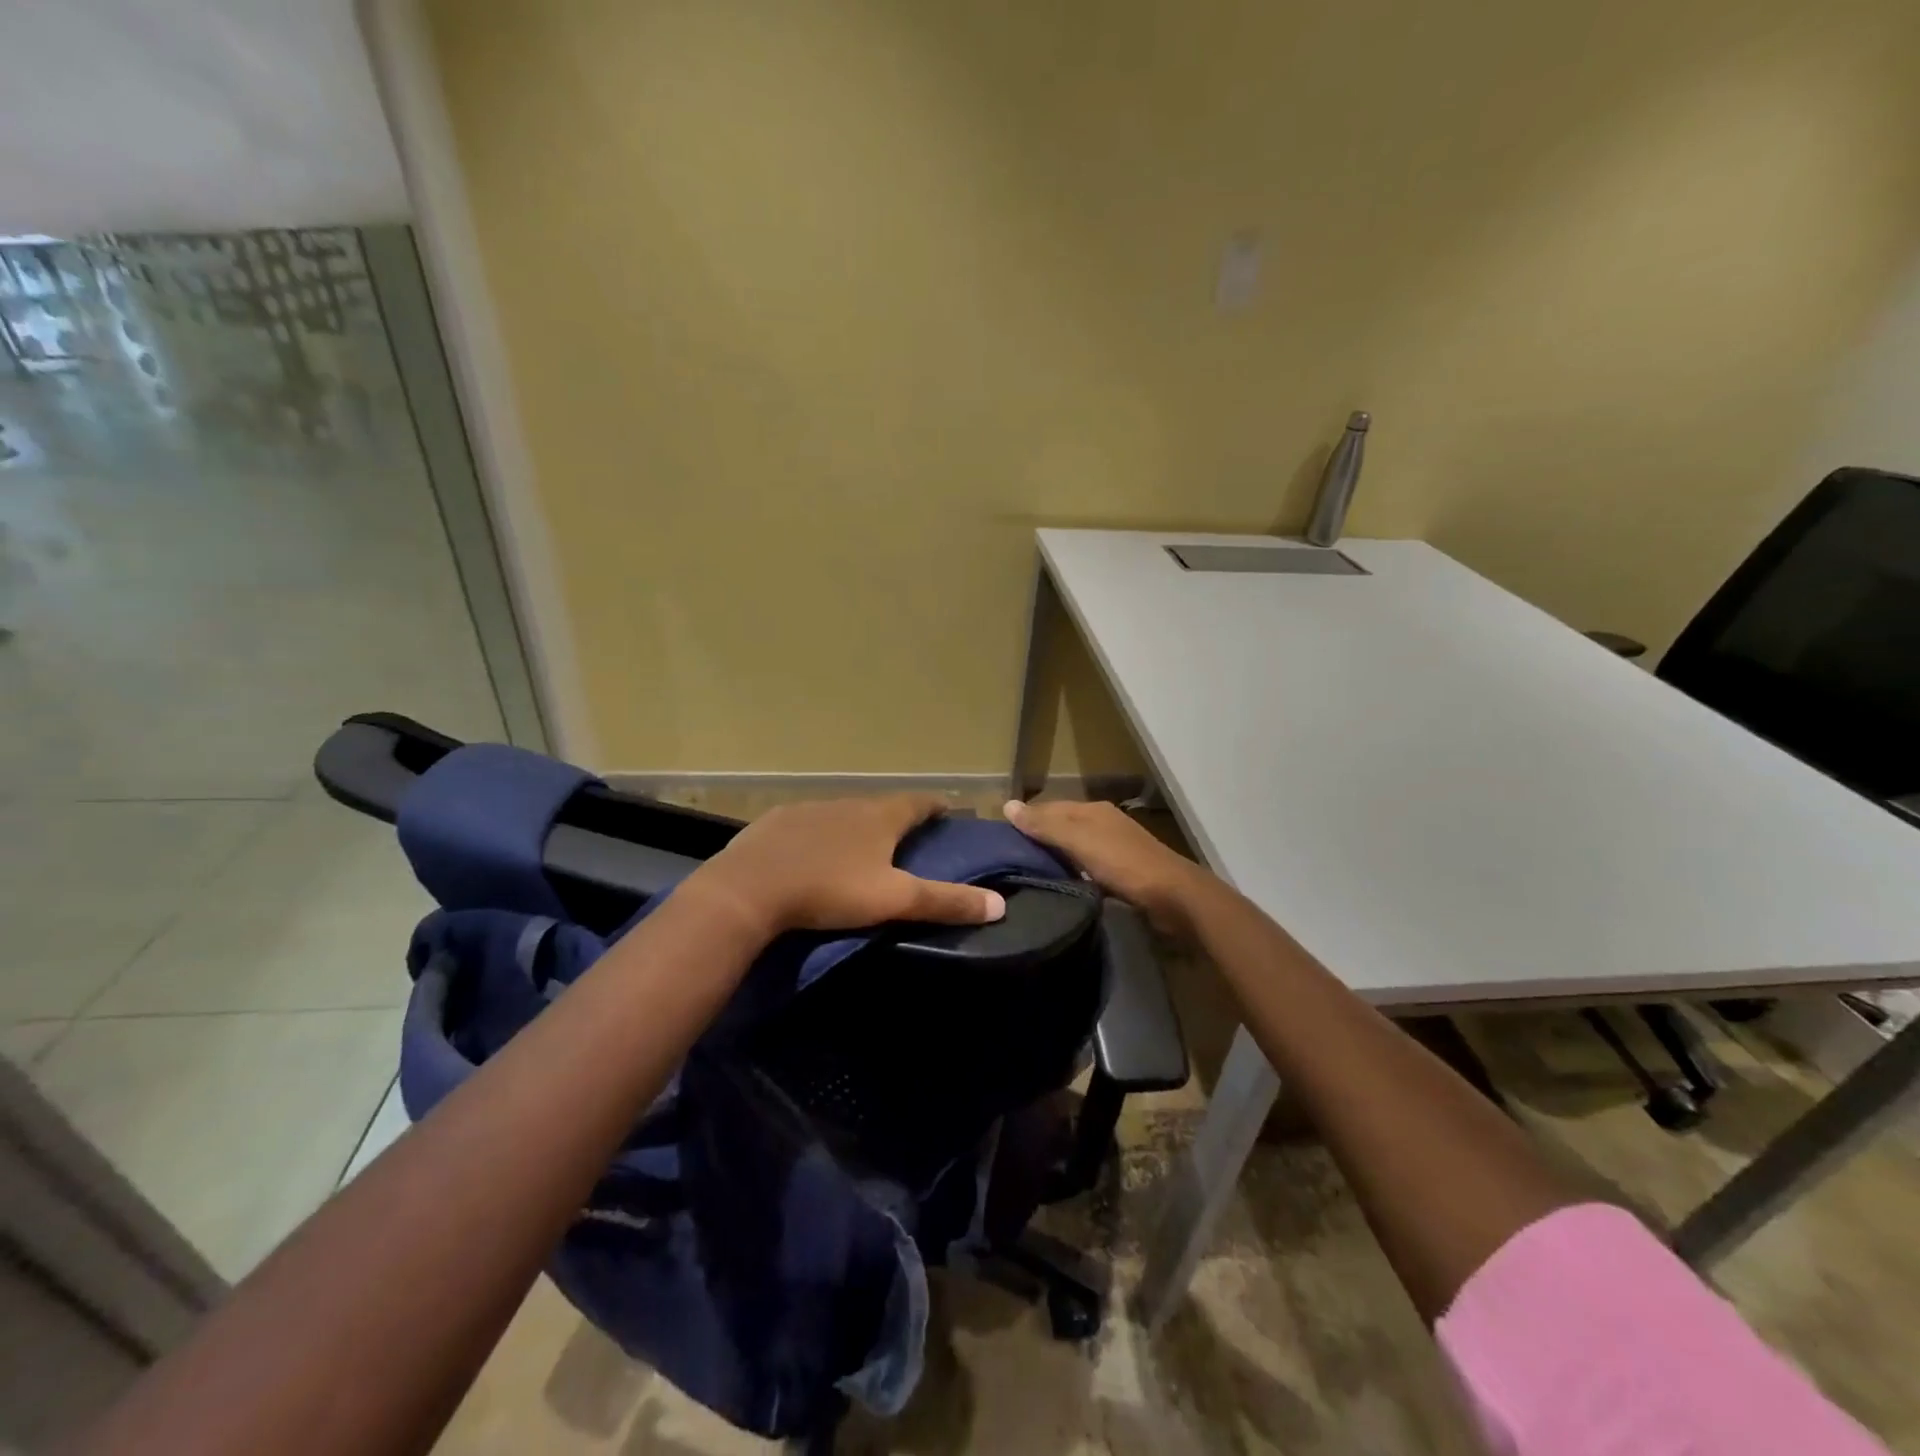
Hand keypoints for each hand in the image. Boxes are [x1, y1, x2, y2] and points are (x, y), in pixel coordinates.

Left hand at [689, 795, 1006, 937]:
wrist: (749, 889)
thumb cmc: (830, 890)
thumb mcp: (894, 900)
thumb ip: (946, 901)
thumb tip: (1000, 904)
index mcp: (879, 817)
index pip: (918, 803)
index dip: (935, 806)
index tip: (948, 810)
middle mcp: (847, 804)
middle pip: (880, 806)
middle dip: (896, 818)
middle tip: (906, 836)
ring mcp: (808, 809)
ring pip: (842, 814)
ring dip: (856, 825)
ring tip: (860, 847)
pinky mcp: (775, 823)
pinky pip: (807, 824)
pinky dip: (818, 834)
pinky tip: (811, 852)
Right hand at [1003, 799, 1210, 933]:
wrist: (1173, 897)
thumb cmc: (1123, 864)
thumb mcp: (1079, 841)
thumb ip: (1045, 825)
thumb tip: (1008, 805)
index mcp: (1093, 810)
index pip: (1049, 807)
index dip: (1026, 818)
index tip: (1001, 837)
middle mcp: (1104, 822)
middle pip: (1062, 825)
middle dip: (1039, 837)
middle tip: (1009, 858)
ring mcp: (1114, 846)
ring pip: (1075, 846)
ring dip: (1055, 855)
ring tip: (1027, 872)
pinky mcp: (1122, 871)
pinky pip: (1087, 865)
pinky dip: (1072, 870)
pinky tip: (1060, 883)